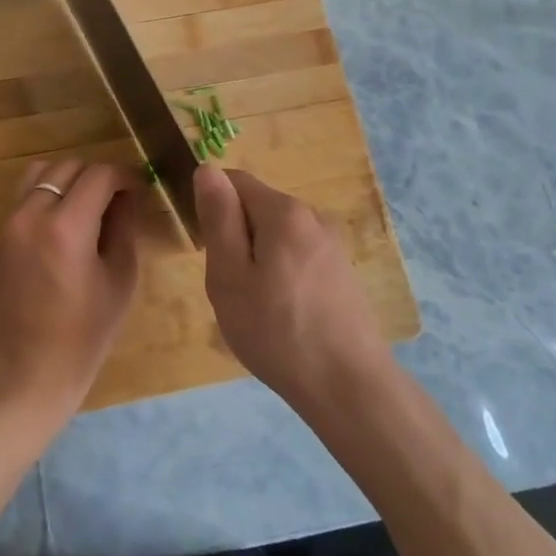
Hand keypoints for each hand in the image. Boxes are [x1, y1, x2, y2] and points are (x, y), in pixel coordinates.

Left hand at [0, 159, 143, 440]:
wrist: (27, 369)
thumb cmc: (84, 333)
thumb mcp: (120, 278)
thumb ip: (124, 227)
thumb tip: (127, 196)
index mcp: (67, 227)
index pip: (100, 175)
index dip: (125, 177)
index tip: (139, 191)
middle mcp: (32, 213)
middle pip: (69, 166)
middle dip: (98, 176)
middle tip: (118, 200)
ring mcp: (10, 222)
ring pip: (41, 171)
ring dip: (69, 178)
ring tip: (88, 205)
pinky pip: (25, 193)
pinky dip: (47, 192)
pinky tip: (65, 220)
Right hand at [195, 165, 388, 411]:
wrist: (347, 385)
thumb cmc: (277, 331)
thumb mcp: (229, 276)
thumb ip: (218, 218)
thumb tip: (207, 169)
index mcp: (284, 211)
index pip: (234, 181)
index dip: (213, 210)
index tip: (209, 253)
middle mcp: (314, 216)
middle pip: (258, 208)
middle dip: (236, 239)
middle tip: (232, 289)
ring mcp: (333, 244)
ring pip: (277, 236)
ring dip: (258, 260)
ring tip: (257, 307)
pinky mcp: (343, 271)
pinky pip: (298, 256)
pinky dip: (282, 275)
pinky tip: (284, 315)